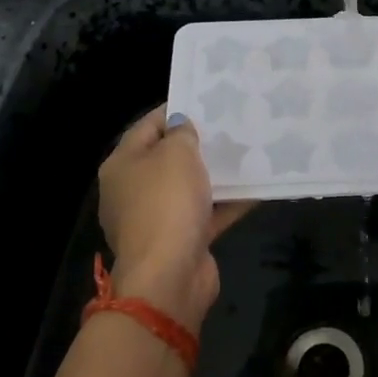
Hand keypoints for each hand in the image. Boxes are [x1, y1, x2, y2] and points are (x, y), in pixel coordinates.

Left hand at [97, 106, 251, 330]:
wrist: (169, 275)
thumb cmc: (167, 203)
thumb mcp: (176, 154)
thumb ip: (182, 133)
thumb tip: (181, 127)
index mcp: (122, 165)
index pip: (147, 126)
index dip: (174, 111)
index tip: (205, 101)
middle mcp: (133, 190)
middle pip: (167, 158)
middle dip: (197, 144)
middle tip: (229, 126)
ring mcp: (156, 218)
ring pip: (189, 187)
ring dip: (215, 174)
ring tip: (247, 153)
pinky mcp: (181, 240)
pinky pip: (206, 213)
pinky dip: (227, 202)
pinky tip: (256, 188)